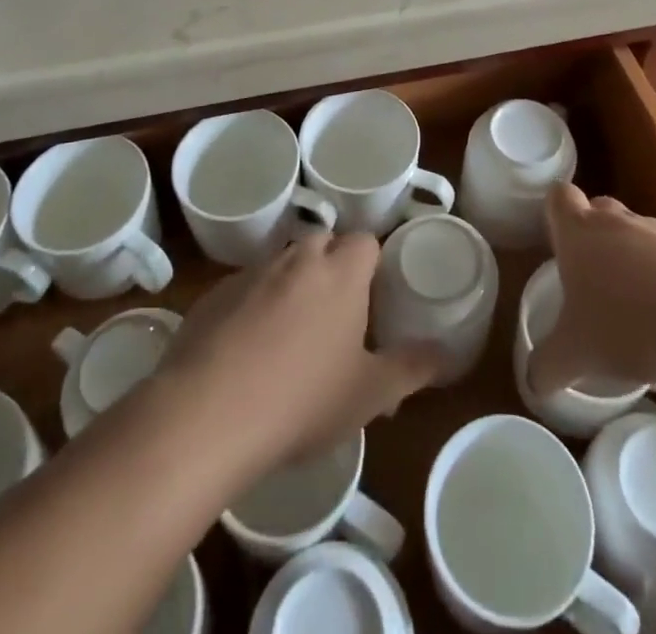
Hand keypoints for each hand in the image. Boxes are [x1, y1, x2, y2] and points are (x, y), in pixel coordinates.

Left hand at [158, 231, 442, 476]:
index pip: (365, 242)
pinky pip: (244, 289)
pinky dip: (251, 307)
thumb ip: (412, 368)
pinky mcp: (213, 295)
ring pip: (281, 264)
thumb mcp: (369, 394)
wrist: (208, 414)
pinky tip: (245, 353)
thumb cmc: (303, 399)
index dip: (371, 264)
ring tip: (290, 337)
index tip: (372, 296)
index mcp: (341, 272)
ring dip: (290, 286)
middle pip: (322, 243)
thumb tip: (447, 353)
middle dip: (330, 267)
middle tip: (335, 316)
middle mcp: (297, 258)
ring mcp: (251, 273)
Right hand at [530, 182, 655, 393]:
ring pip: (637, 234)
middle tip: (592, 281)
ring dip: (633, 260)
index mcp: (580, 231)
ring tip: (637, 310)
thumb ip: (547, 366)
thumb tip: (533, 382)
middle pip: (598, 210)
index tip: (557, 242)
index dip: (555, 213)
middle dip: (593, 238)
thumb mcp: (577, 354)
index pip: (559, 196)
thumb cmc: (629, 324)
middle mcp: (618, 221)